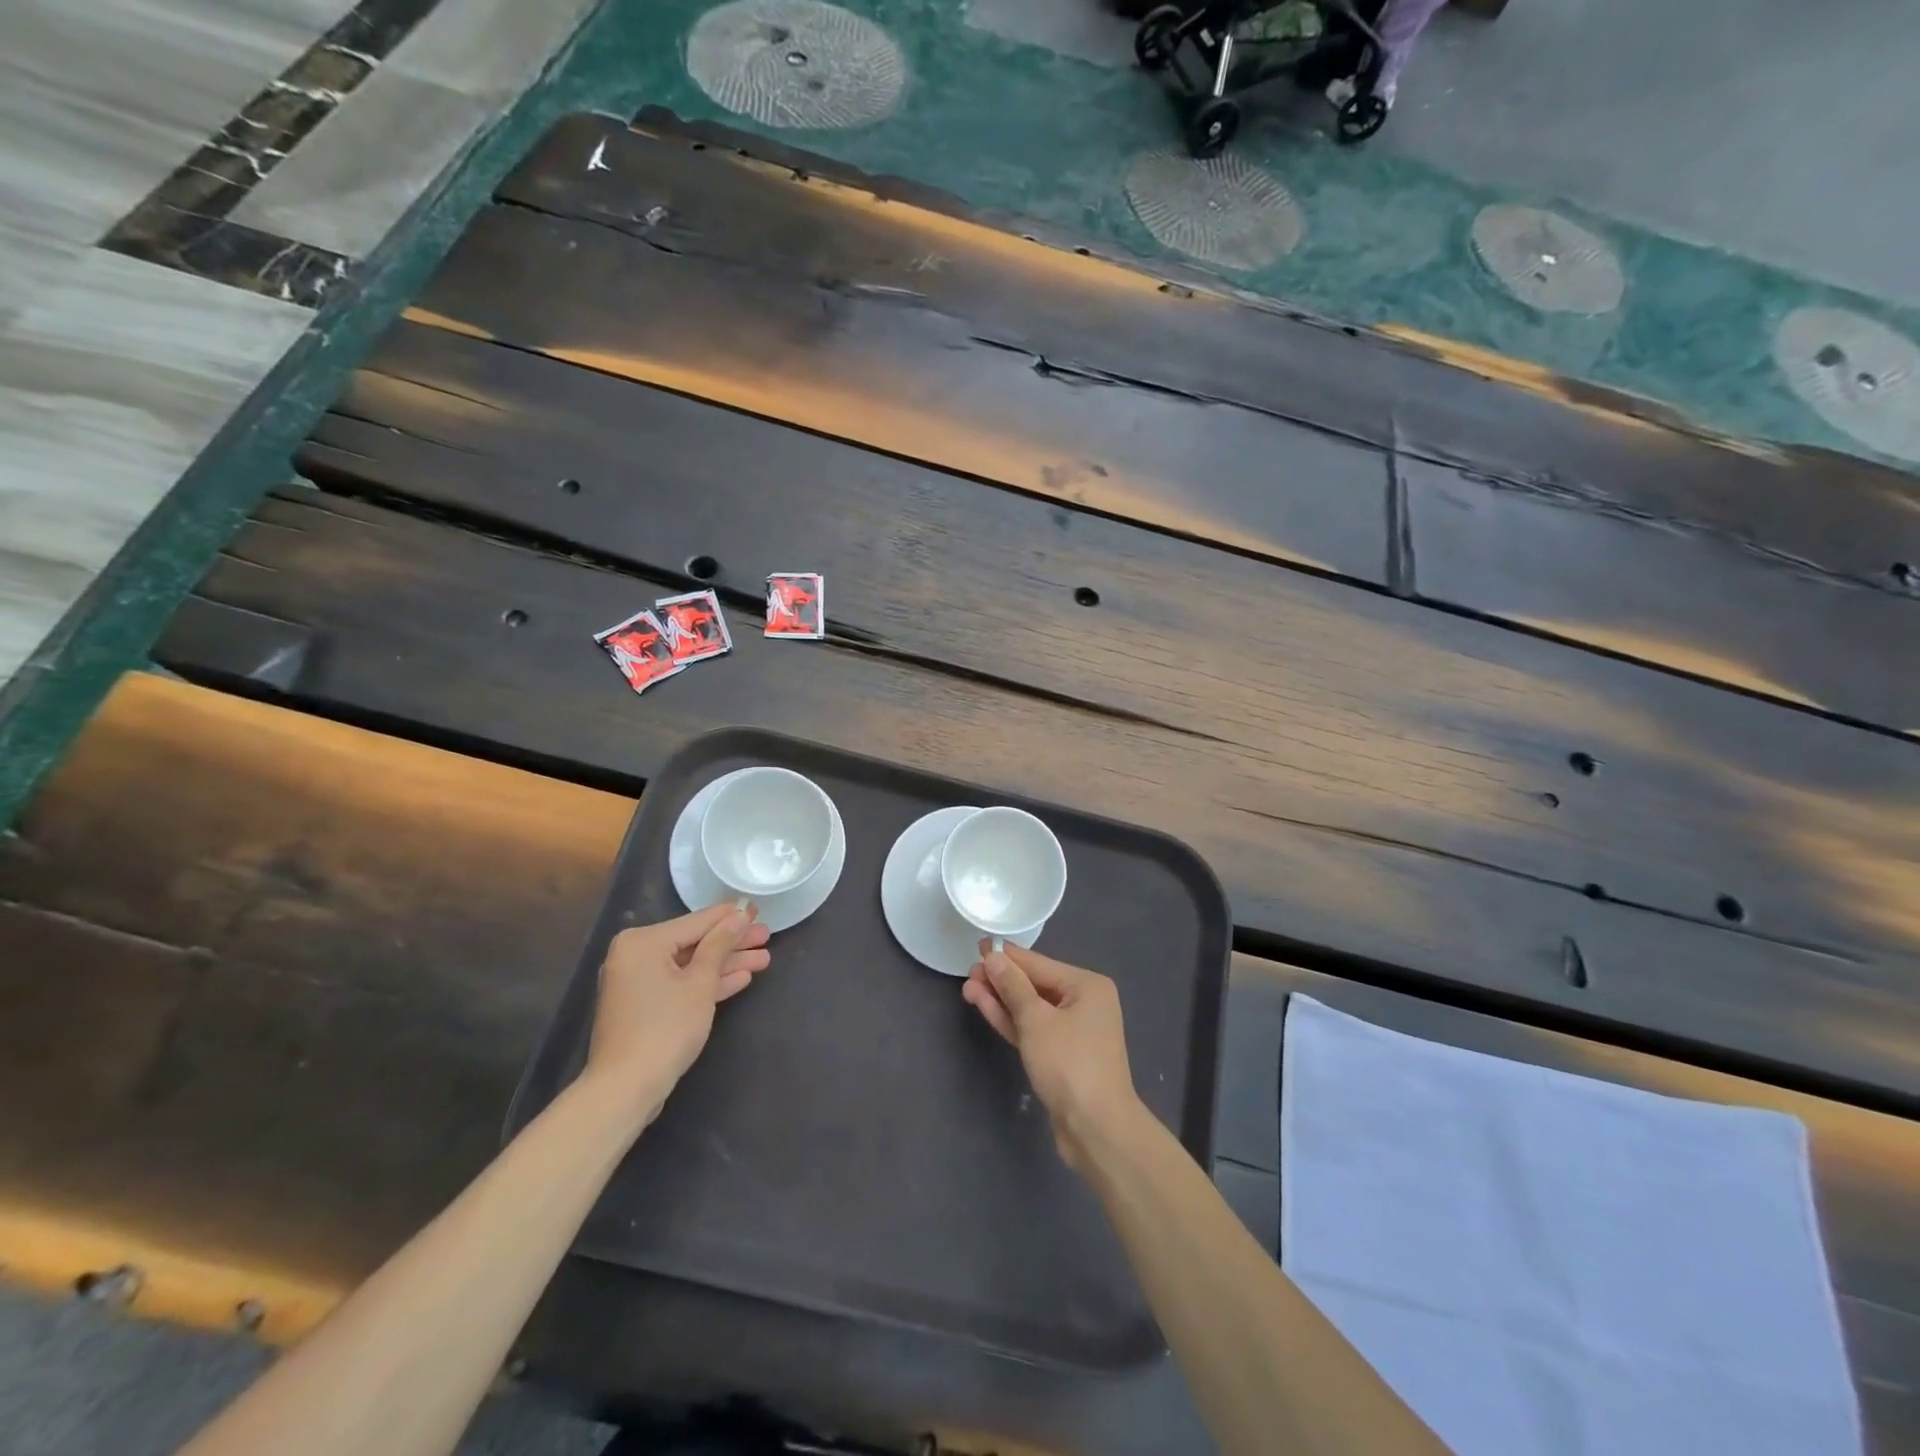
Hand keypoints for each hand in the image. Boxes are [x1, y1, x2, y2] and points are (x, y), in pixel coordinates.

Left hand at [584, 904, 771, 1127]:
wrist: (626, 1089)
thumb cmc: (666, 1028)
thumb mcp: (700, 983)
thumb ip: (720, 944)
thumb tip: (739, 915)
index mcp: (643, 942)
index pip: (697, 922)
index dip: (731, 916)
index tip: (758, 908)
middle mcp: (636, 955)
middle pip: (694, 943)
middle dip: (732, 943)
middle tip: (766, 935)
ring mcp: (638, 982)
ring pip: (690, 965)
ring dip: (726, 964)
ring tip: (764, 958)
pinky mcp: (644, 1006)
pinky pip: (680, 984)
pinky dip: (707, 983)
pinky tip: (741, 978)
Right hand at [963, 943, 1141, 1171]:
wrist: (1096, 1129)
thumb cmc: (1069, 1064)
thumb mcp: (1036, 1020)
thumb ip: (1013, 986)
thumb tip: (994, 957)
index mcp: (1087, 986)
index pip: (1038, 963)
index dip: (1007, 956)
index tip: (979, 945)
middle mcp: (1084, 1003)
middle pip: (1034, 984)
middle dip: (1001, 980)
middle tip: (969, 971)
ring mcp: (1073, 1031)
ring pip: (1030, 1008)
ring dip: (1001, 999)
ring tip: (969, 987)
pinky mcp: (1061, 1055)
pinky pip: (1032, 1028)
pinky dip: (1011, 1020)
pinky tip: (985, 1007)